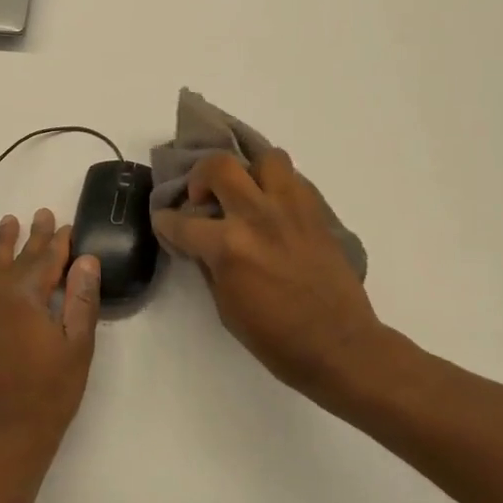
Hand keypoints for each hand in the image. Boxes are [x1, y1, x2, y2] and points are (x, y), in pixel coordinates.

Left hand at [0, 210, 101, 482]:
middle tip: (42, 213)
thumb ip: (81, 300)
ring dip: (1, 245)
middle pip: (17, 259)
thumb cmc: (50, 394)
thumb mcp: (77, 347)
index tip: (68, 225)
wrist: (4, 437)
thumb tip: (86, 260)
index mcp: (25, 298)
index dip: (59, 242)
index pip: (46, 260)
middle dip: (32, 236)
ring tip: (9, 222)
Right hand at [153, 151, 380, 403]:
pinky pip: (294, 179)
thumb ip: (209, 264)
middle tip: (204, 198)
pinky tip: (275, 210)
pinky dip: (279, 187)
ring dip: (249, 172)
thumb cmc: (275, 338)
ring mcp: (291, 209)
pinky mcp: (317, 212)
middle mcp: (256, 216)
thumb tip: (199, 243)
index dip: (165, 221)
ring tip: (248, 193)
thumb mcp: (225, 306)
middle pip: (219, 166)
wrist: (338, 344)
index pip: (181, 221)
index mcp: (228, 247)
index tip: (165, 221)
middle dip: (200, 177)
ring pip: (266, 158)